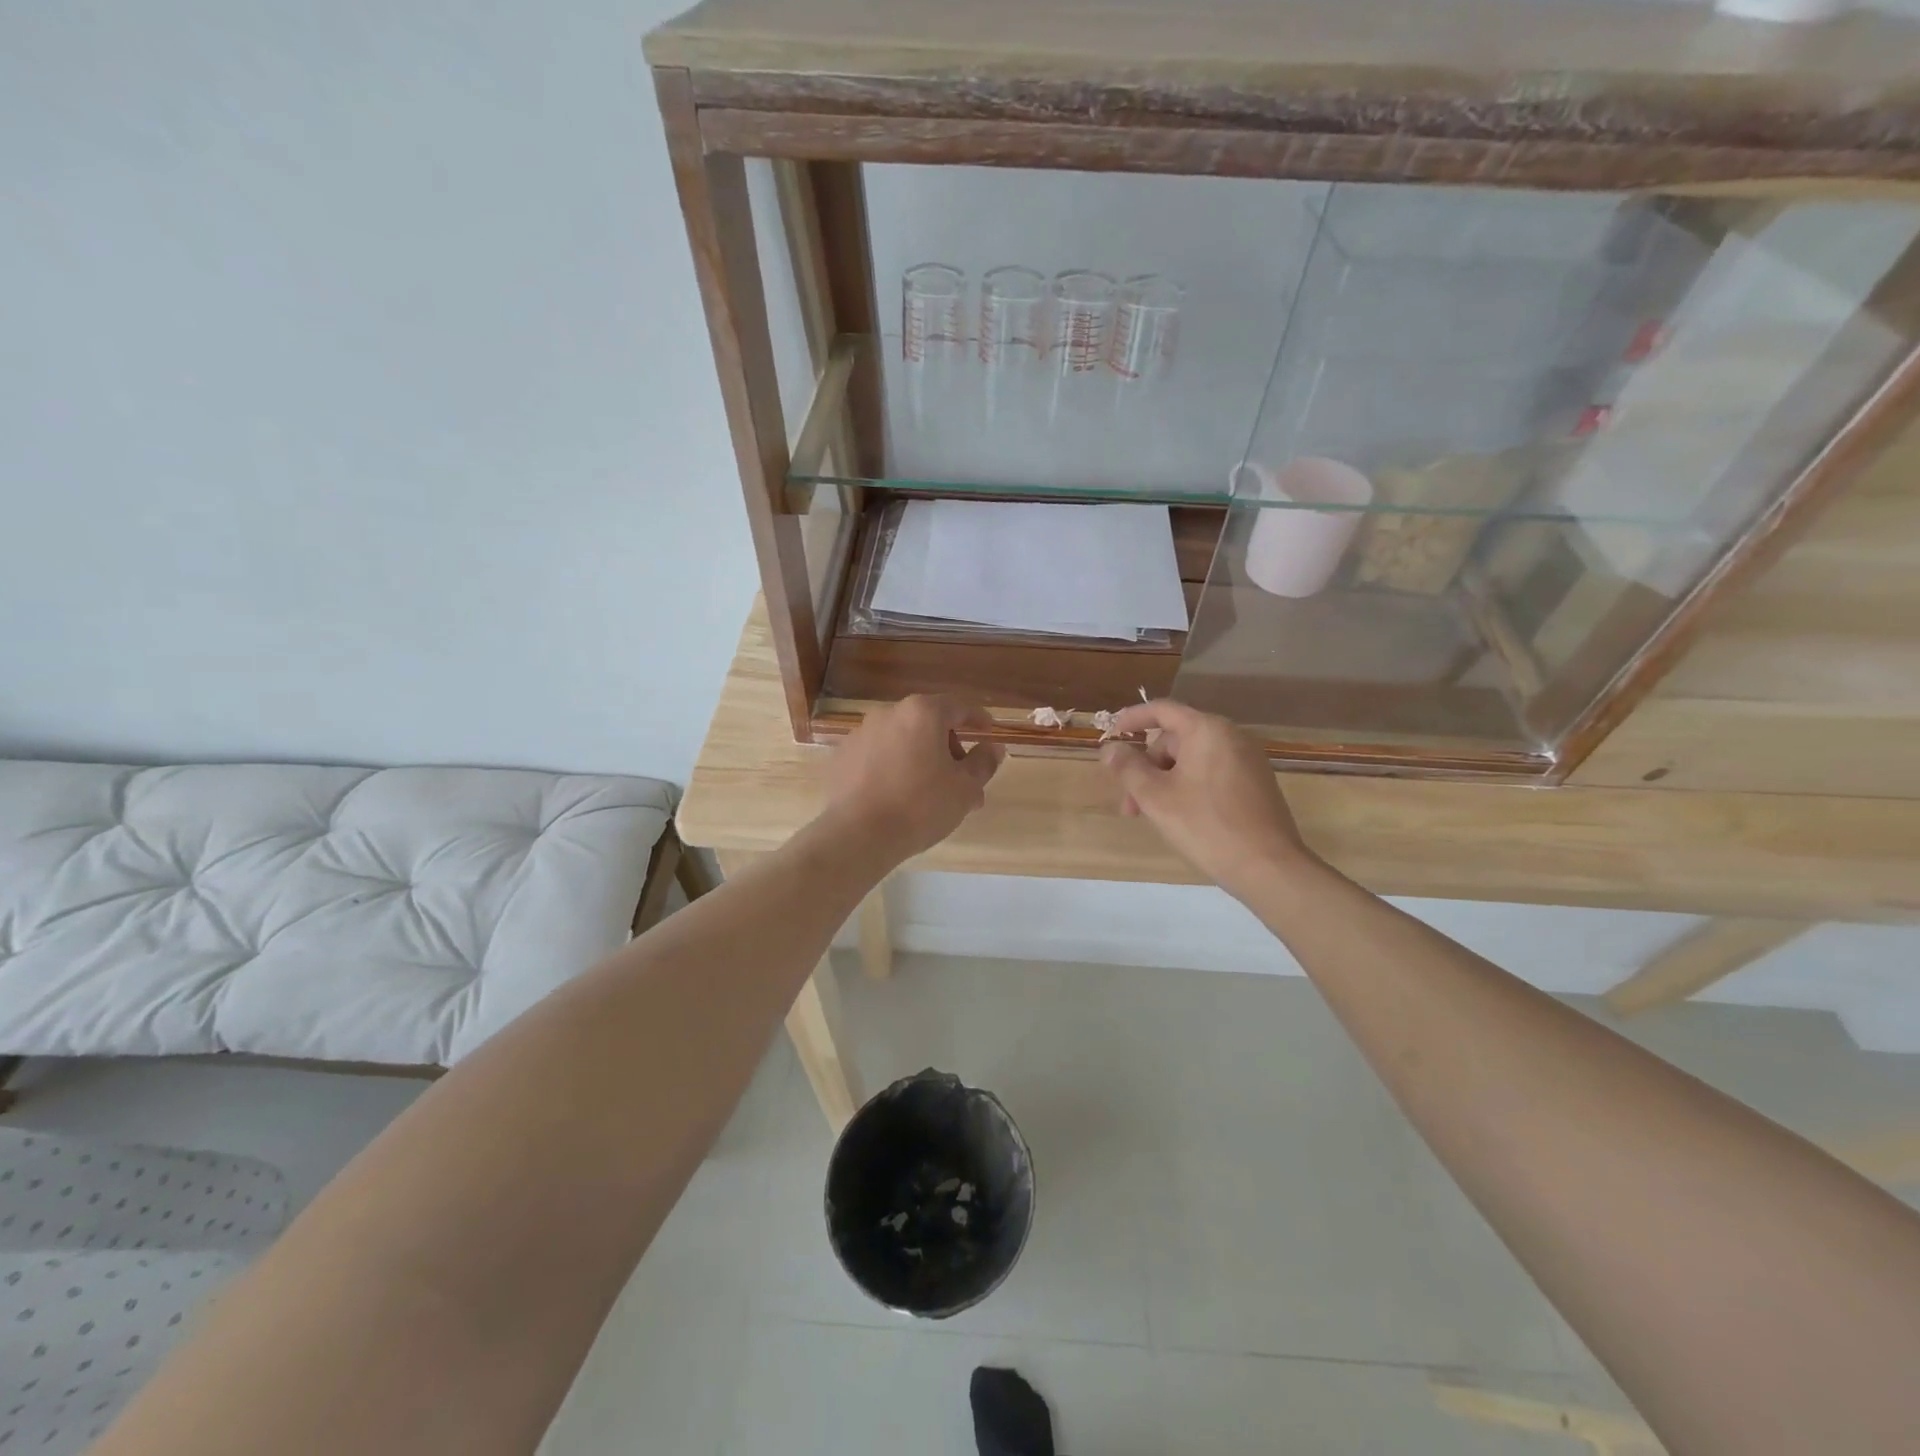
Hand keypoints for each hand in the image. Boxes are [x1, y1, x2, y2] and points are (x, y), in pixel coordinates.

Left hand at [821, 695, 1005, 866]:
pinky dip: (894, 767)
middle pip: (929, 723)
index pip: (959, 707)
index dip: (978, 719)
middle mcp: (889, 713)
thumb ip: (983, 764)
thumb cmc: (920, 806)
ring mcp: (861, 733)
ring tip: (932, 795)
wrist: (857, 834)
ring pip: (903, 740)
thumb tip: (993, 748)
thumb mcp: (964, 788)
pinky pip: (879, 755)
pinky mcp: (843, 756)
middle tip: (963, 780)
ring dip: (922, 759)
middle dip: (949, 748)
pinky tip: (899, 796)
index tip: (988, 733)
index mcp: (923, 713)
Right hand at [1099, 700, 1315, 900]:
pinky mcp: (1256, 783)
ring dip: (1164, 781)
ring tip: (1152, 816)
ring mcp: (1248, 760)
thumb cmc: (1206, 825)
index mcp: (1207, 730)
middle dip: (1146, 767)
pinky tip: (1181, 817)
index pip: (1162, 710)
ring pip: (1192, 759)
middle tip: (1129, 803)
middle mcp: (1231, 736)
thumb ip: (1128, 767)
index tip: (1111, 736)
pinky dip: (1188, 786)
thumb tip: (1110, 749)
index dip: (1131, 719)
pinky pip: (1212, 773)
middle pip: (1175, 739)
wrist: (1268, 867)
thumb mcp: (1156, 796)